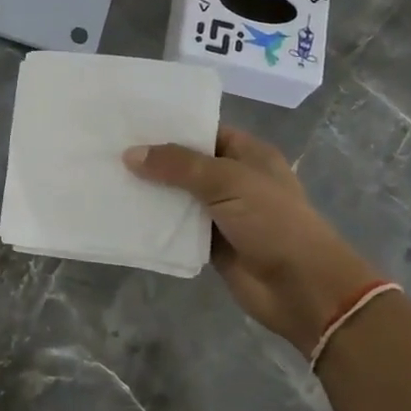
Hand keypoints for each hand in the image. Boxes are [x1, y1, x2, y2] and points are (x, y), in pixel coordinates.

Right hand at [124, 126, 378, 353]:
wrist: (303, 290)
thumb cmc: (273, 222)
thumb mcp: (227, 182)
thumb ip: (179, 165)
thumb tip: (131, 154)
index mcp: (248, 154)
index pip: (203, 130)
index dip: (171, 126)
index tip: (130, 120)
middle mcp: (233, 179)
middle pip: (186, 163)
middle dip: (153, 158)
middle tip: (108, 147)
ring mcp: (221, 213)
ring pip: (178, 196)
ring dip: (150, 191)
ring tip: (106, 176)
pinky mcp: (210, 243)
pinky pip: (177, 227)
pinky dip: (155, 222)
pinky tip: (122, 213)